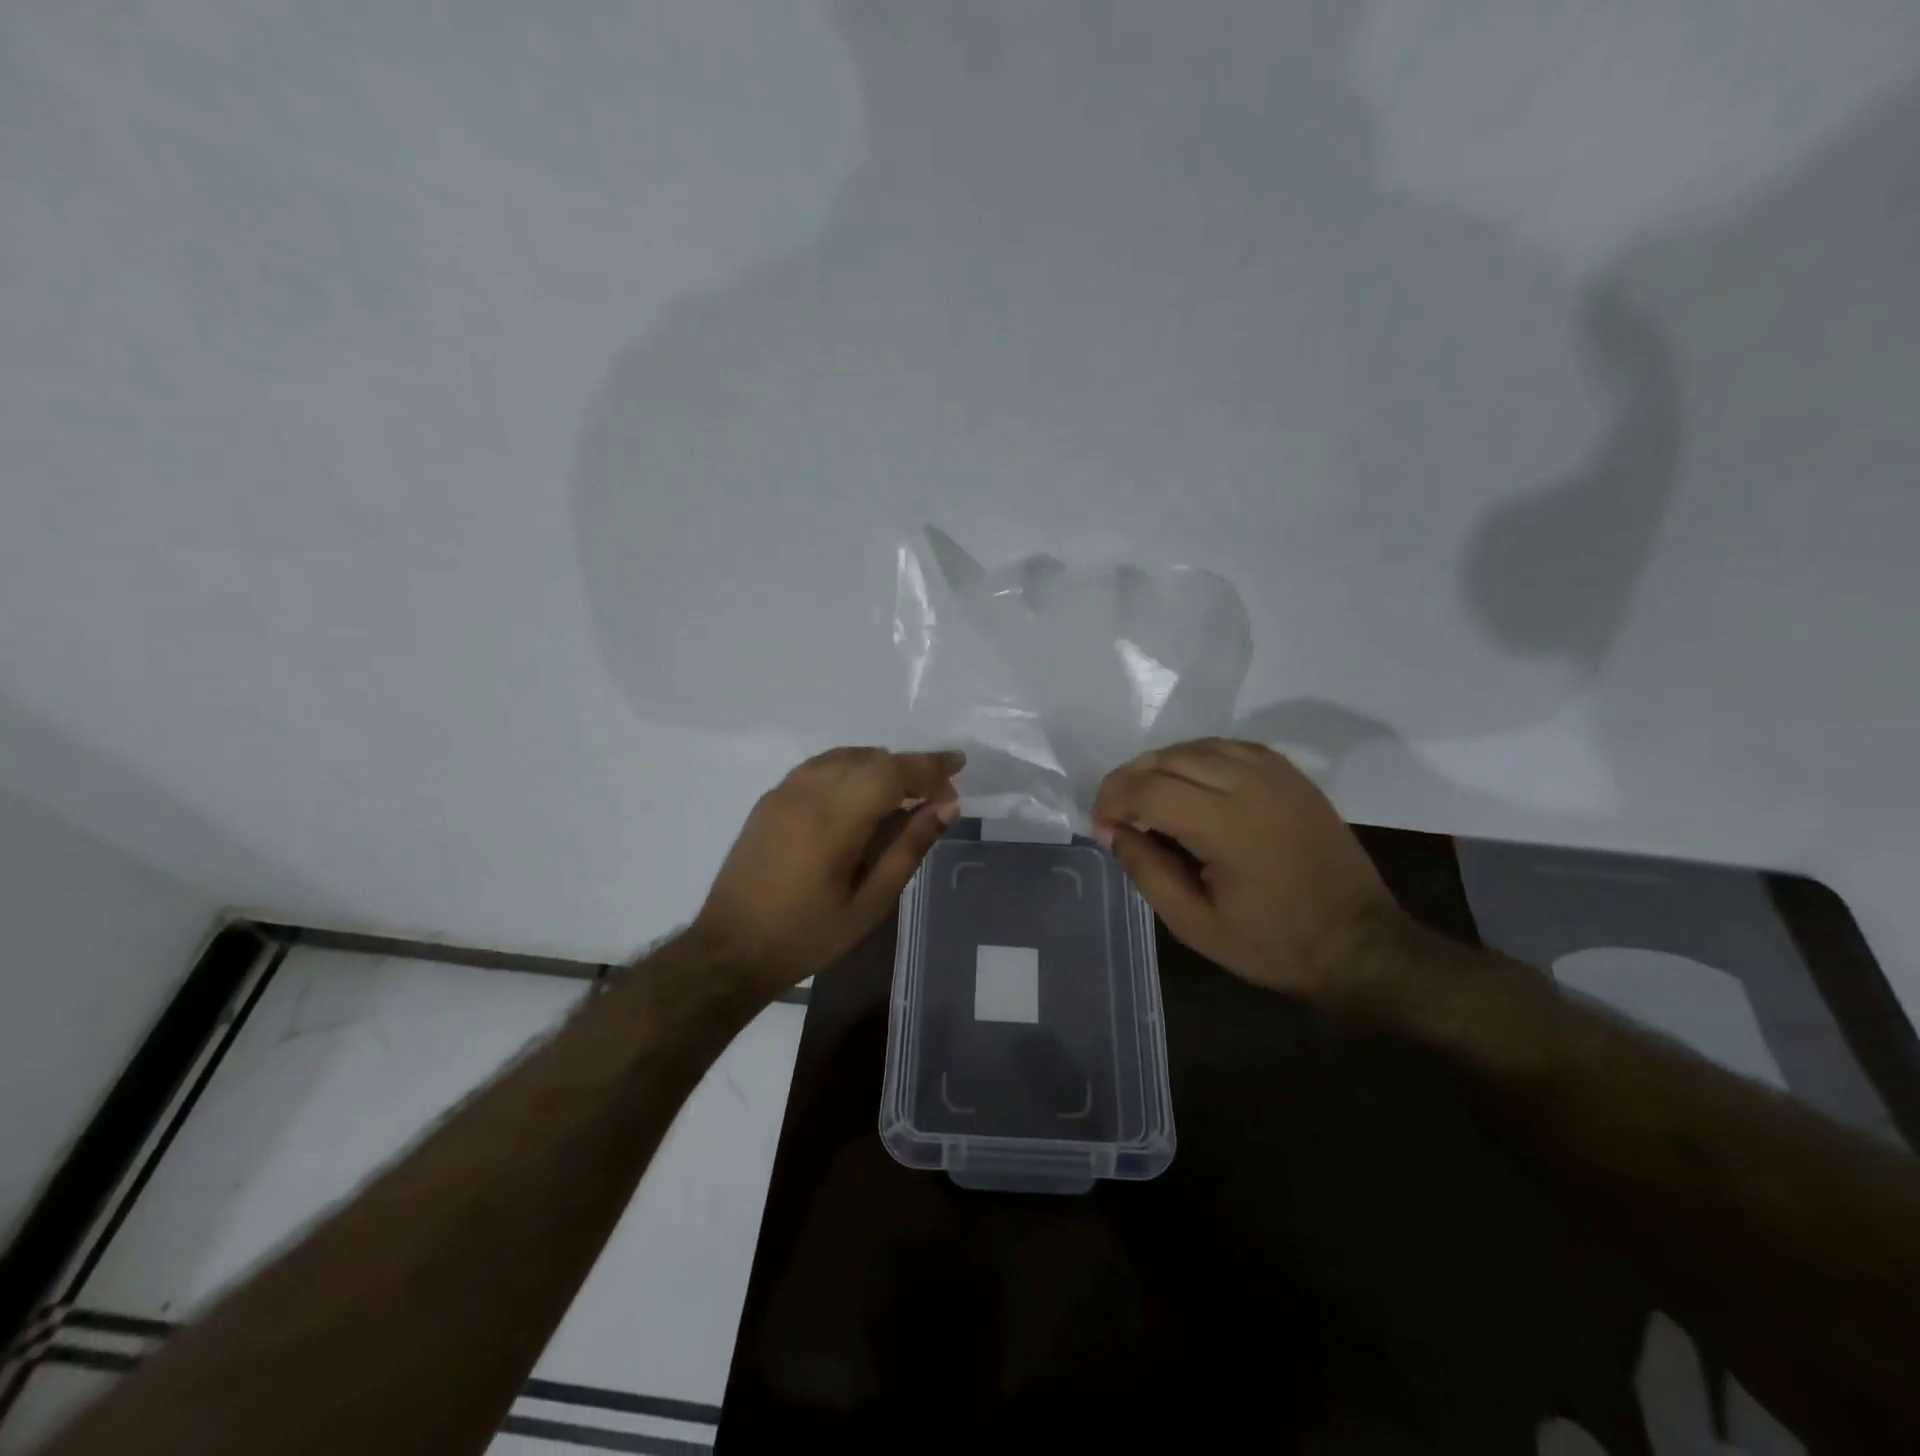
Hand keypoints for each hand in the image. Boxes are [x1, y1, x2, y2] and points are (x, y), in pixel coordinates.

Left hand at [690, 747, 963, 991]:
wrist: (731, 950)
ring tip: (905, 793)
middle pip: (871, 758)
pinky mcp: (769, 800)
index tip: (959, 770)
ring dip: (880, 766)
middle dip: (910, 767)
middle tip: (938, 792)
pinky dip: (850, 769)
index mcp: (833, 820)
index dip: (930, 766)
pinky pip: (819, 767)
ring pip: (844, 757)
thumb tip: (947, 808)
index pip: (891, 771)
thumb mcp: (870, 903)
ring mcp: (783, 792)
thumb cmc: (807, 936)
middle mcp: (806, 793)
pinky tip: (861, 796)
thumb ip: (908, 848)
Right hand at [1091, 739, 1407, 1001]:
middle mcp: (1250, 785)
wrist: (1361, 944)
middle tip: (1115, 814)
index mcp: (1226, 825)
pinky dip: (1197, 758)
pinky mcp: (1291, 775)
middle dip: (1129, 780)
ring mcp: (1275, 774)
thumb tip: (1113, 832)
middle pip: (1167, 759)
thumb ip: (1148, 872)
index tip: (1100, 828)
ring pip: (1196, 746)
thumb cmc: (1273, 944)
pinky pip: (1229, 747)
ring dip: (1161, 766)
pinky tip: (1189, 784)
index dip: (1112, 802)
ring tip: (1146, 799)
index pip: (1147, 790)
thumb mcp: (1196, 925)